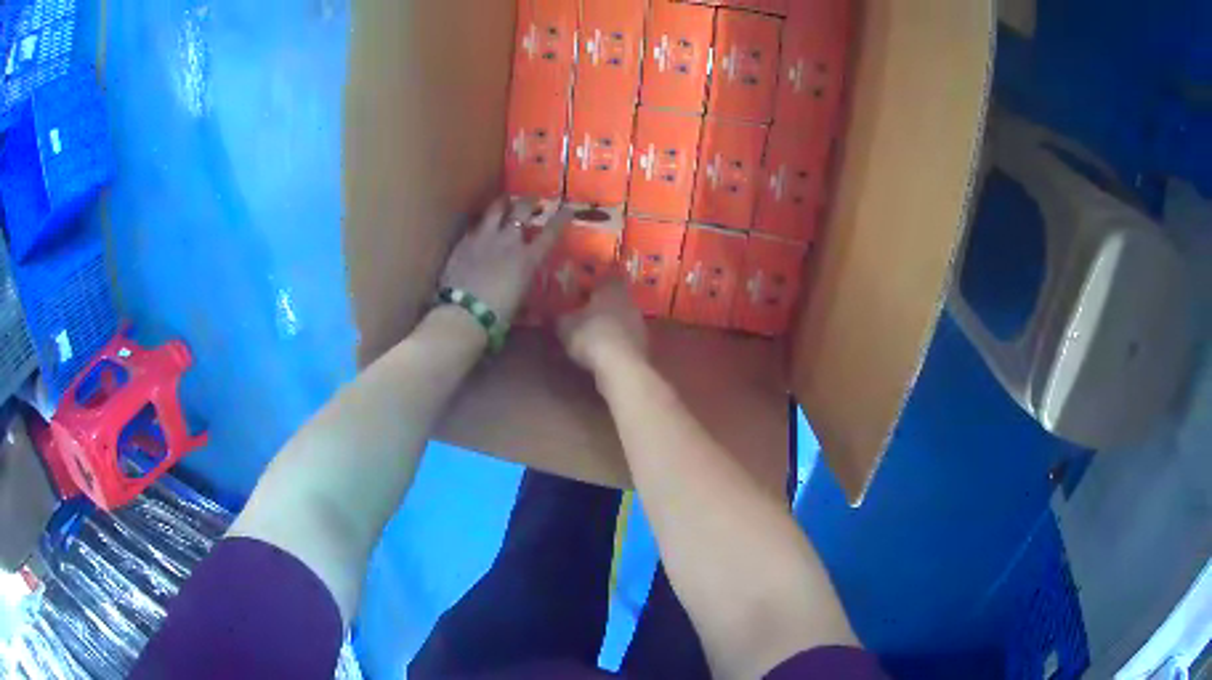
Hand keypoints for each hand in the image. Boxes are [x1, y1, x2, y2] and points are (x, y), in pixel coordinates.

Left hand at [441, 197, 557, 324]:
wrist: (464, 314)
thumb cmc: (498, 316)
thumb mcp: (520, 299)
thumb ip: (525, 283)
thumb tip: (526, 280)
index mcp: (527, 259)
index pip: (550, 233)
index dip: (561, 218)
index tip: (567, 208)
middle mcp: (508, 241)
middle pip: (522, 211)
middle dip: (530, 202)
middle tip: (533, 199)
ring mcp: (484, 238)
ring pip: (495, 210)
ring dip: (503, 203)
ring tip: (505, 199)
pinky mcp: (463, 243)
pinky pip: (475, 226)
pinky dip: (481, 224)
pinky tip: (480, 226)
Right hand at [558, 279, 647, 374]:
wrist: (621, 367)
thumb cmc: (591, 336)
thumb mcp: (565, 326)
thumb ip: (561, 317)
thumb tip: (558, 315)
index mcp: (612, 289)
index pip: (607, 278)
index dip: (594, 285)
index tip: (582, 293)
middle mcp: (630, 302)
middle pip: (615, 300)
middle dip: (601, 307)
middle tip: (584, 316)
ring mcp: (639, 324)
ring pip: (622, 320)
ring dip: (609, 326)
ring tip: (592, 337)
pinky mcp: (643, 346)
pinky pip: (625, 339)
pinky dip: (615, 343)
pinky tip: (603, 353)